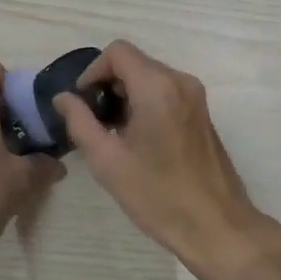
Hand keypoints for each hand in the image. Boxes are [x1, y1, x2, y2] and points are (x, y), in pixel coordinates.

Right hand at [55, 41, 280, 279]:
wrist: (217, 227)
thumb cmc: (158, 194)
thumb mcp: (107, 160)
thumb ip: (80, 121)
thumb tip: (63, 98)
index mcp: (157, 86)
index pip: (117, 52)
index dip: (92, 71)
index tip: (82, 103)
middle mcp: (179, 81)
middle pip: (134, 62)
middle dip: (108, 85)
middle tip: (93, 122)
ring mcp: (195, 96)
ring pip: (149, 77)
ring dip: (126, 95)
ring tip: (113, 134)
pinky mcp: (201, 113)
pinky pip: (165, 92)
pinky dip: (145, 103)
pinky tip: (137, 140)